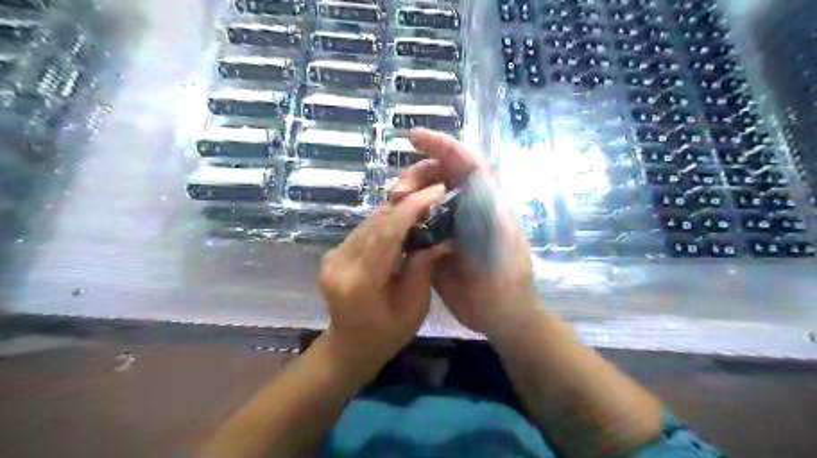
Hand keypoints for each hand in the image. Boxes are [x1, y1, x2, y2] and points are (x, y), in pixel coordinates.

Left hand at [318, 183, 445, 383]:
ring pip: (369, 222)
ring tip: (423, 207)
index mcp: (359, 282)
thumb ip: (423, 265)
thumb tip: (442, 235)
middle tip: (434, 197)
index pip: (386, 233)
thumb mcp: (415, 305)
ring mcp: (331, 257)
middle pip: (376, 222)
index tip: (436, 192)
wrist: (351, 345)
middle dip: (407, 205)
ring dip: (397, 212)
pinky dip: (385, 222)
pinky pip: (364, 230)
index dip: (412, 208)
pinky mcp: (333, 254)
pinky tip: (403, 222)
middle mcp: (339, 264)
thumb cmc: (388, 333)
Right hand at [388, 128, 540, 339]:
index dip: (441, 144)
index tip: (413, 137)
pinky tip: (393, 221)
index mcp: (486, 201)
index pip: (465, 162)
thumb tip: (460, 183)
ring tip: (392, 204)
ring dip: (408, 195)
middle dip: (417, 174)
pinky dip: (405, 217)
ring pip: (427, 198)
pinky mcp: (439, 244)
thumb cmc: (506, 280)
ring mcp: (452, 226)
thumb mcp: (499, 242)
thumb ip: (484, 210)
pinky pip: (419, 222)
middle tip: (396, 192)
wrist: (502, 316)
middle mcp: (468, 208)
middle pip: (441, 176)